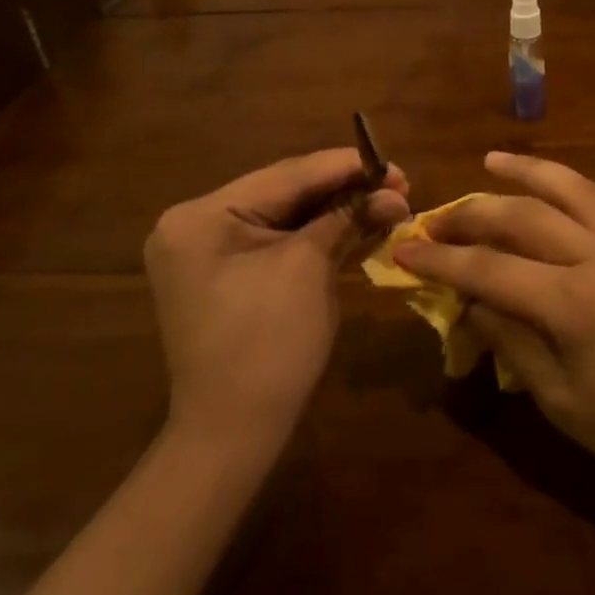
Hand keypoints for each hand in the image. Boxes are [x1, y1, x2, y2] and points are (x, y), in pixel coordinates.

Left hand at [146, 149, 409, 451]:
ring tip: (387, 200)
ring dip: (335, 212)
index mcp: (202, 215)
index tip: (393, 163)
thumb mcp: (310, 270)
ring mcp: (207, 252)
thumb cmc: (268, 344)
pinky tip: (357, 224)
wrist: (234, 432)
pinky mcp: (225, 275)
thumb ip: (348, 219)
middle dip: (343, 189)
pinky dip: (316, 236)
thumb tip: (395, 193)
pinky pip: (276, 243)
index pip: (286, 176)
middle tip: (398, 182)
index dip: (345, 166)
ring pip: (284, 218)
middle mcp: (196, 225)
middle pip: (284, 193)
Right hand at [393, 152, 594, 508]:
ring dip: (526, 172)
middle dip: (471, 214)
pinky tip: (555, 186)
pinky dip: (572, 186)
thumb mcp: (560, 401)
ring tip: (491, 161)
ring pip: (570, 188)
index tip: (403, 252)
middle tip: (435, 220)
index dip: (439, 260)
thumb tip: (472, 302)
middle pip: (522, 216)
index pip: (488, 268)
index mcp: (573, 302)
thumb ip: (511, 342)